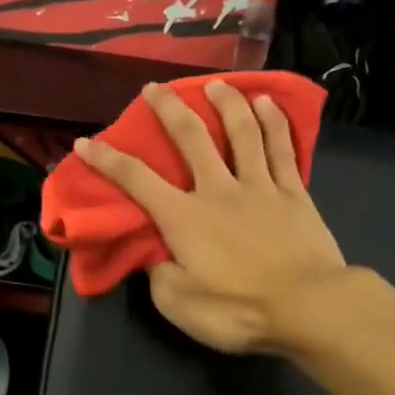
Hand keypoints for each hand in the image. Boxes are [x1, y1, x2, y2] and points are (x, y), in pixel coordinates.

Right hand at [76, 81, 346, 352]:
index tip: (86, 141)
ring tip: (217, 83)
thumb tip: (151, 252)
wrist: (308, 307)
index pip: (136, 181)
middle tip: (155, 88)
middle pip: (191, 138)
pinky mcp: (294, 193)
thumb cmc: (238, 310)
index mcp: (184, 218)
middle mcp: (218, 190)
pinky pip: (281, 148)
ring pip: (242, 132)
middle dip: (169, 109)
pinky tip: (268, 103)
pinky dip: (273, 122)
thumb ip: (158, 273)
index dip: (107, 160)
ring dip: (226, 102)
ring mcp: (260, 187)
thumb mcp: (179, 304)